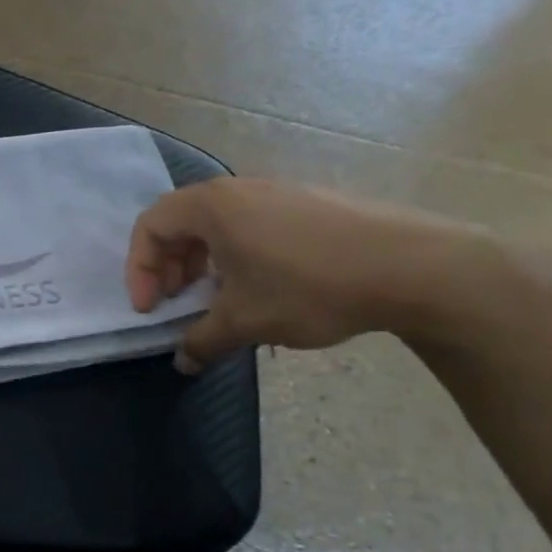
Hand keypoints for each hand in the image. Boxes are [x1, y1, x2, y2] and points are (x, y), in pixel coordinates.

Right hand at [126, 178, 489, 370]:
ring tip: (217, 299)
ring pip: (218, 225)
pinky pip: (251, 225)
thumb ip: (203, 341)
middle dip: (168, 266)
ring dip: (202, 263)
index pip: (150, 226)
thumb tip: (182, 362)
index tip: (151, 308)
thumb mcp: (246, 321)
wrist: (413, 266)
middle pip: (180, 222)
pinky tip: (262, 289)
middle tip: (175, 303)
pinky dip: (236, 255)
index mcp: (211, 206)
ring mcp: (277, 193)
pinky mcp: (309, 204)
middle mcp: (238, 190)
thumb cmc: (310, 287)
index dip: (138, 269)